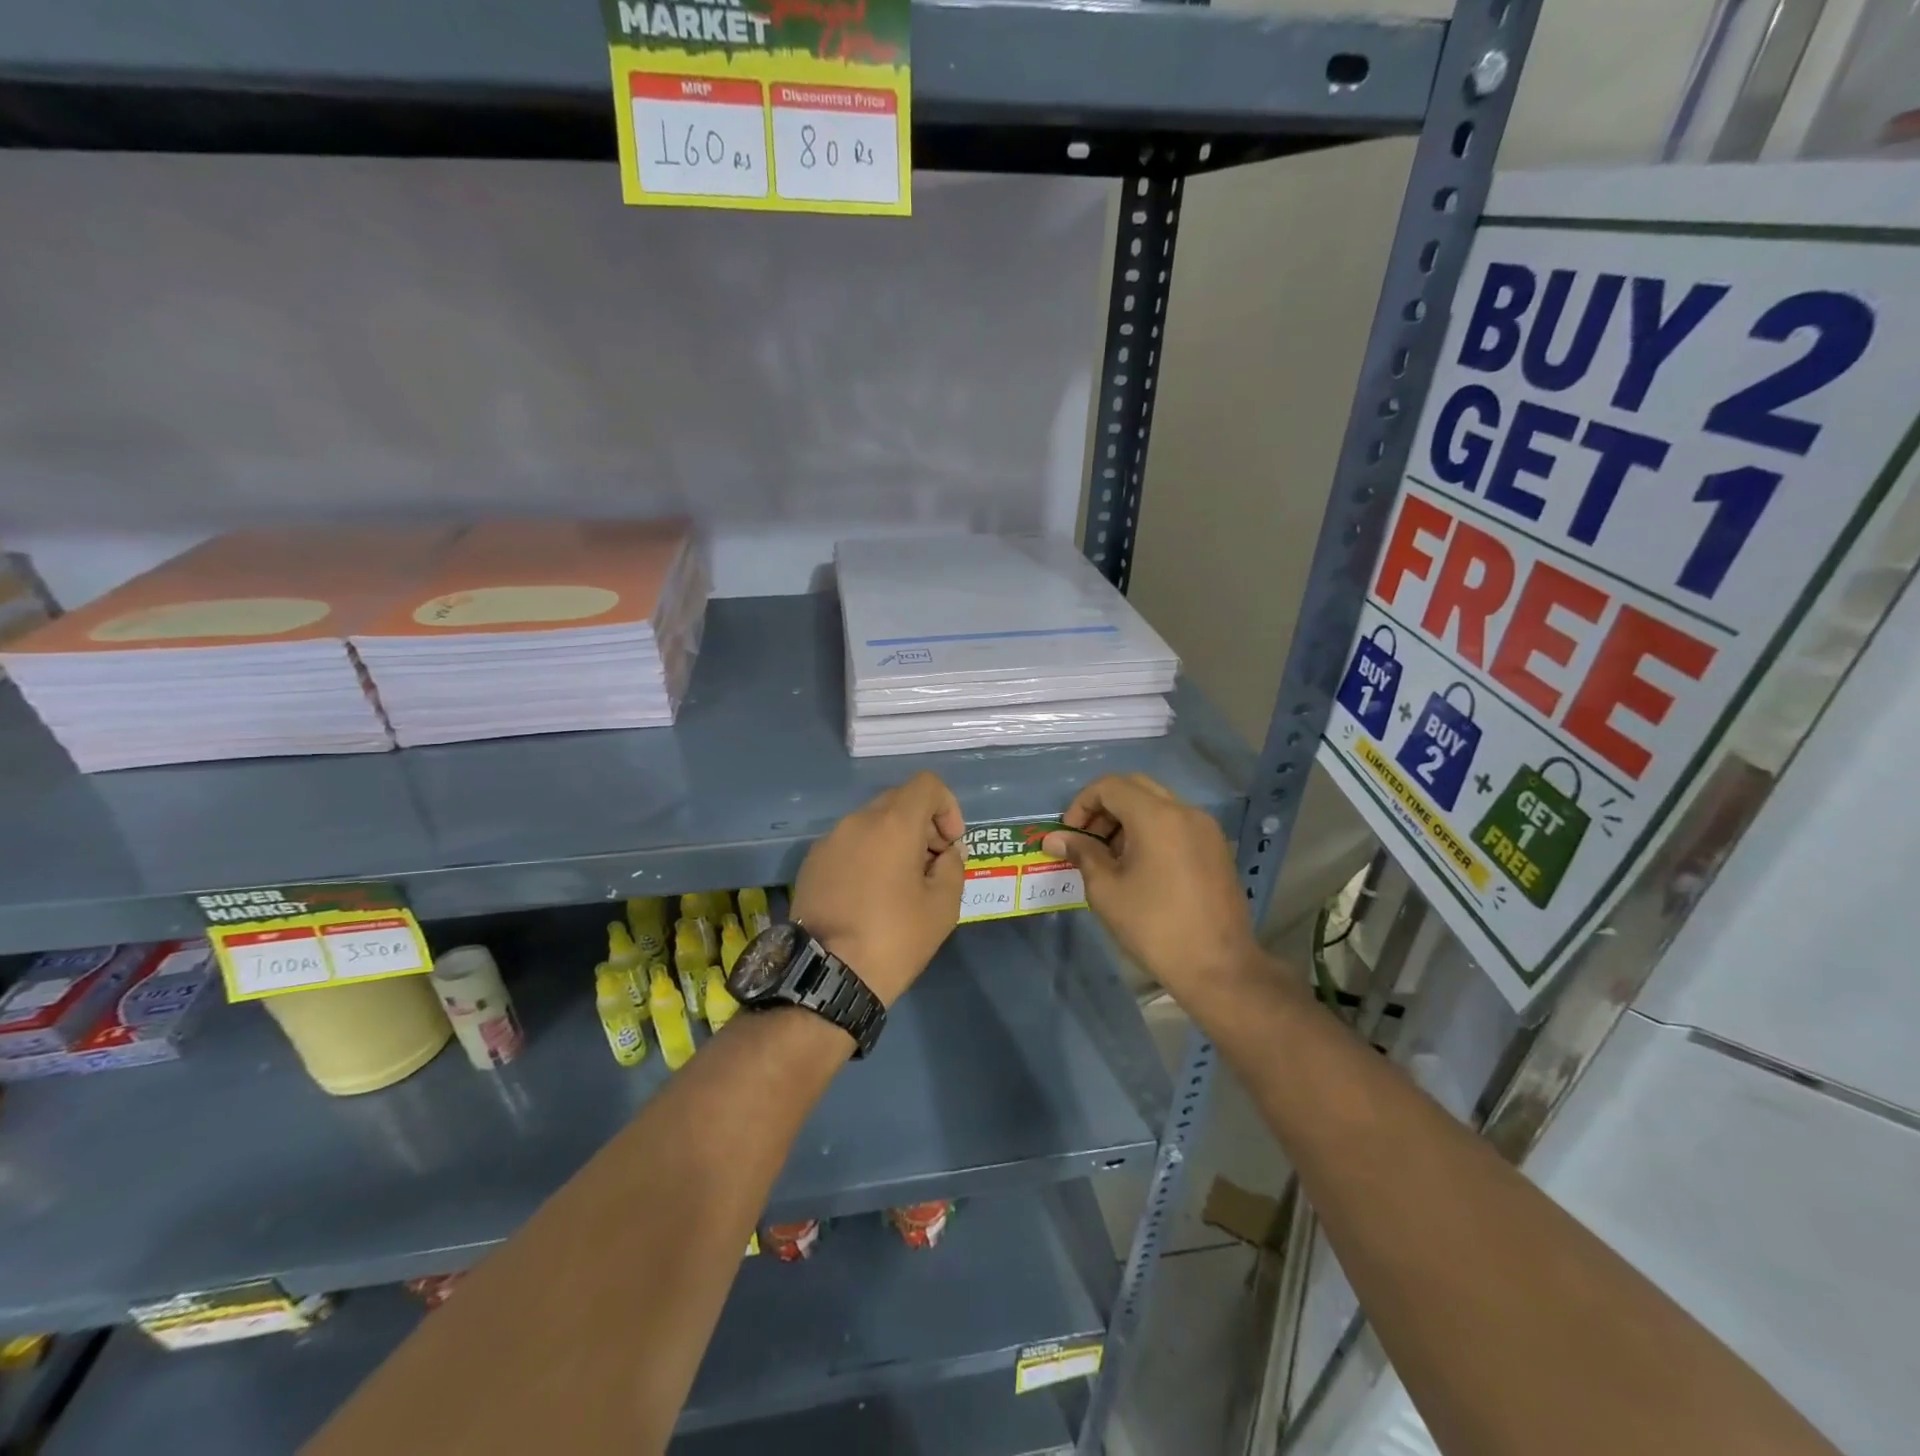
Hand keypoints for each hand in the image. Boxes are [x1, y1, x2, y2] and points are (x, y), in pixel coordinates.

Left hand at [792, 772, 965, 1006]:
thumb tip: (945, 853)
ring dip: (893, 840)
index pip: (927, 784)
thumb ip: (953, 865)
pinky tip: (869, 895)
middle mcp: (857, 820)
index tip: (950, 844)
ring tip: (900, 884)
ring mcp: (829, 840)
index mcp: (893, 824)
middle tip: (931, 865)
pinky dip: (867, 855)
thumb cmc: (894, 938)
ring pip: (871, 822)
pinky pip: (849, 844)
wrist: (828, 975)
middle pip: (898, 801)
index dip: (947, 807)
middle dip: (922, 825)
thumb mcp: (944, 905)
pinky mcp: (811, 863)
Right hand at [1042, 774, 1257, 1004]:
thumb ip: (1081, 854)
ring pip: (1157, 804)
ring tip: (1111, 858)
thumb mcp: (1106, 890)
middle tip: (1088, 842)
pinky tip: (1140, 867)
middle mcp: (1185, 811)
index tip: (1071, 836)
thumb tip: (1054, 838)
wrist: (1218, 967)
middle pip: (1135, 787)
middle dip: (1105, 808)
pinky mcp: (1216, 848)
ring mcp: (1206, 828)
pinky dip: (1151, 831)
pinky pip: (1176, 823)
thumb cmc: (1154, 927)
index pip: (1110, 786)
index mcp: (1157, 816)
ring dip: (1127, 819)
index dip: (1082, 804)